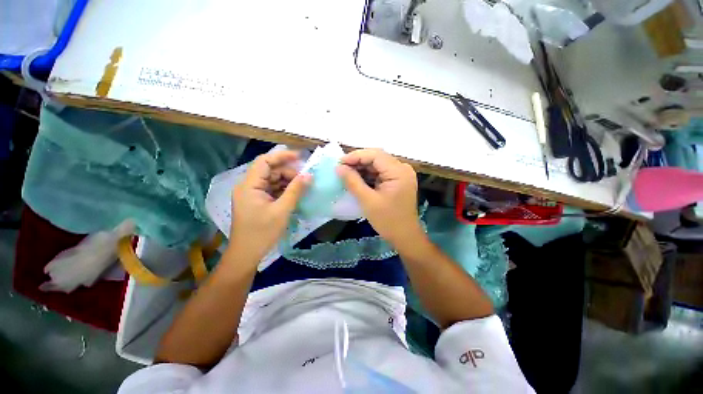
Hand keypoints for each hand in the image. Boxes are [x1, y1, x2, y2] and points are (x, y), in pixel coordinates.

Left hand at [229, 150, 310, 262]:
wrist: (247, 254)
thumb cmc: (262, 233)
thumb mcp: (282, 210)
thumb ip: (295, 190)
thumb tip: (308, 175)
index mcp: (249, 185)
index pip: (264, 161)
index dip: (282, 156)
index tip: (300, 157)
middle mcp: (248, 186)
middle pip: (270, 171)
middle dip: (288, 173)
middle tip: (306, 179)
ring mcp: (252, 194)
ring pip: (272, 181)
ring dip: (287, 182)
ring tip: (303, 187)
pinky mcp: (257, 202)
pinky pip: (272, 190)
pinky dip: (284, 190)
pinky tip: (295, 194)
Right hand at [336, 149, 423, 247]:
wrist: (405, 236)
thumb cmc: (388, 220)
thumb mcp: (368, 201)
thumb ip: (353, 182)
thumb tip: (338, 167)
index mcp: (398, 171)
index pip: (375, 155)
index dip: (355, 156)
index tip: (339, 163)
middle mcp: (402, 169)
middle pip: (377, 158)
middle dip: (358, 162)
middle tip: (340, 168)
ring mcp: (401, 175)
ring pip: (377, 165)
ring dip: (362, 168)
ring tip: (345, 173)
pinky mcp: (397, 181)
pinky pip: (380, 173)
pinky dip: (368, 175)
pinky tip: (356, 179)